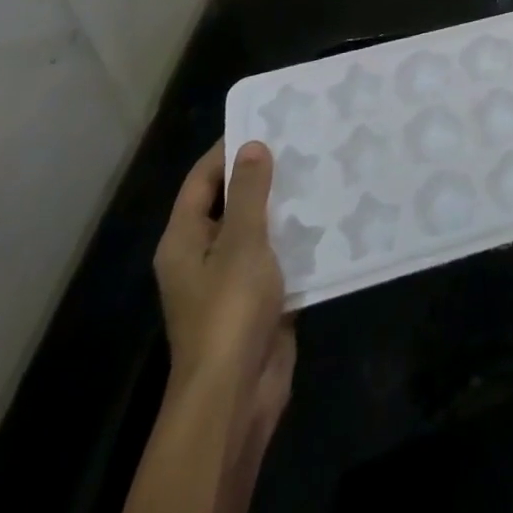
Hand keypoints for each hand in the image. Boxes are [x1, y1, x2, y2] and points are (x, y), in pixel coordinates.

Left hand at [153, 141, 295, 426]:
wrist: (237, 392)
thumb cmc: (229, 309)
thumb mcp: (241, 241)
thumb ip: (247, 192)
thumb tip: (251, 145)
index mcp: (184, 240)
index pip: (202, 179)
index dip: (229, 148)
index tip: (267, 121)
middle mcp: (202, 254)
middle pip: (230, 201)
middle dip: (264, 173)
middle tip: (303, 140)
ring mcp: (230, 279)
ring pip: (258, 227)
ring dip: (285, 204)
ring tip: (321, 168)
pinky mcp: (258, 298)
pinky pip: (277, 255)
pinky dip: (297, 236)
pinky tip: (328, 214)